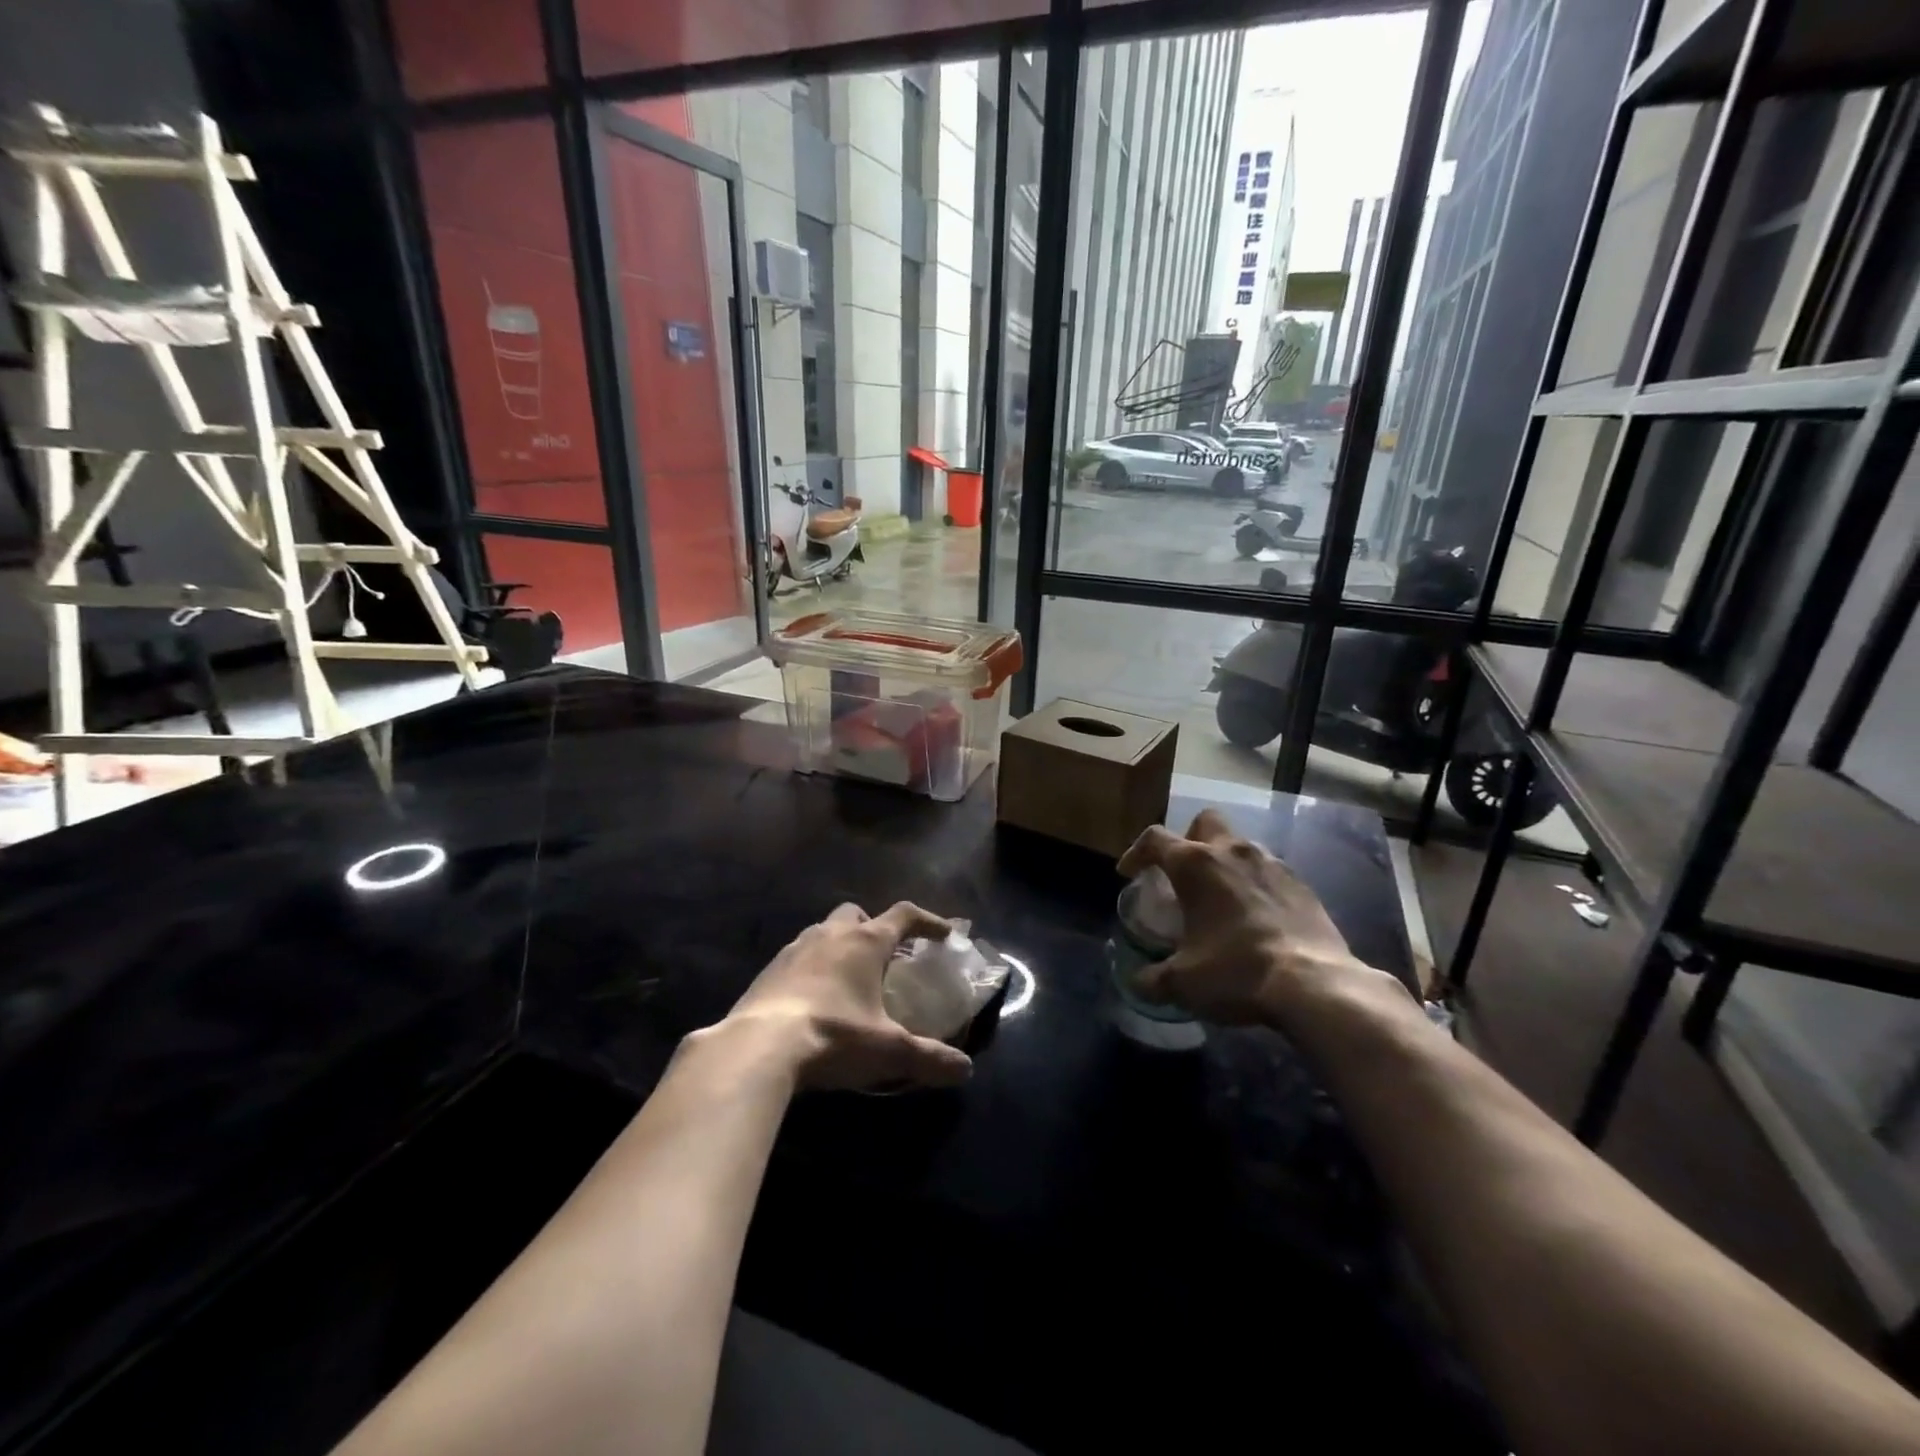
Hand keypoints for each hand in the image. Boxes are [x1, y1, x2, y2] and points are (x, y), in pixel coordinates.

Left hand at [724, 902, 974, 1091]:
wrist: (757, 1047)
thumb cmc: (833, 1036)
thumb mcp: (888, 1051)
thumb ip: (929, 1058)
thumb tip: (965, 1070)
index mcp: (865, 942)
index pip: (904, 915)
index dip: (928, 921)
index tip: (943, 934)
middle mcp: (830, 934)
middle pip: (857, 914)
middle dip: (873, 927)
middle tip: (885, 957)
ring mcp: (794, 948)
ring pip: (823, 931)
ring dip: (840, 946)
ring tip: (849, 979)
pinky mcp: (768, 970)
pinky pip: (797, 956)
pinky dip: (812, 967)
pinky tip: (813, 1000)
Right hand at [1117, 809, 1395, 1027]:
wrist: (1314, 985)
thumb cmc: (1236, 972)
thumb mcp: (1183, 983)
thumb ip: (1152, 979)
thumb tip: (1136, 982)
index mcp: (1195, 864)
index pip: (1154, 839)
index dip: (1136, 853)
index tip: (1129, 873)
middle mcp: (1232, 852)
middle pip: (1205, 822)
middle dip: (1189, 839)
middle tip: (1182, 873)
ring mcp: (1272, 864)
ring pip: (1241, 844)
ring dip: (1225, 862)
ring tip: (1221, 898)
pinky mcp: (1303, 884)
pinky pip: (1270, 872)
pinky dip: (1256, 885)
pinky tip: (1256, 917)